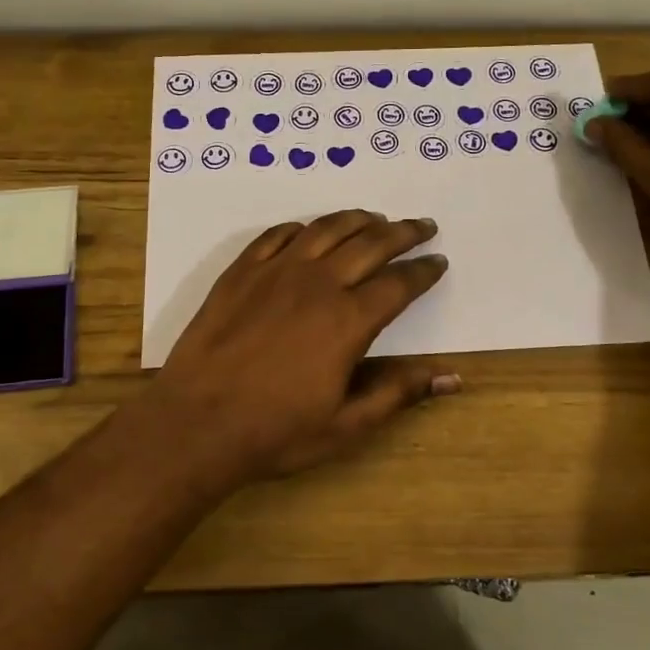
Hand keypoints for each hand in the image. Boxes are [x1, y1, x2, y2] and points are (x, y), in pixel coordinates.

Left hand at [144, 211, 457, 488]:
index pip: (399, 284)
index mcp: (349, 320)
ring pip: (325, 229)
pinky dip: (300, 227)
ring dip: (356, 219)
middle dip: (402, 233)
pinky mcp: (240, 272)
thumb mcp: (346, 424)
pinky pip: (276, 235)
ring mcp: (274, 272)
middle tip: (421, 225)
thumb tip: (452, 376)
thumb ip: (398, 392)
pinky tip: (307, 229)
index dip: (423, 271)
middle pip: (369, 244)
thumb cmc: (276, 431)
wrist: (197, 423)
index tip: (438, 262)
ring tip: (374, 218)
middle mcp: (317, 283)